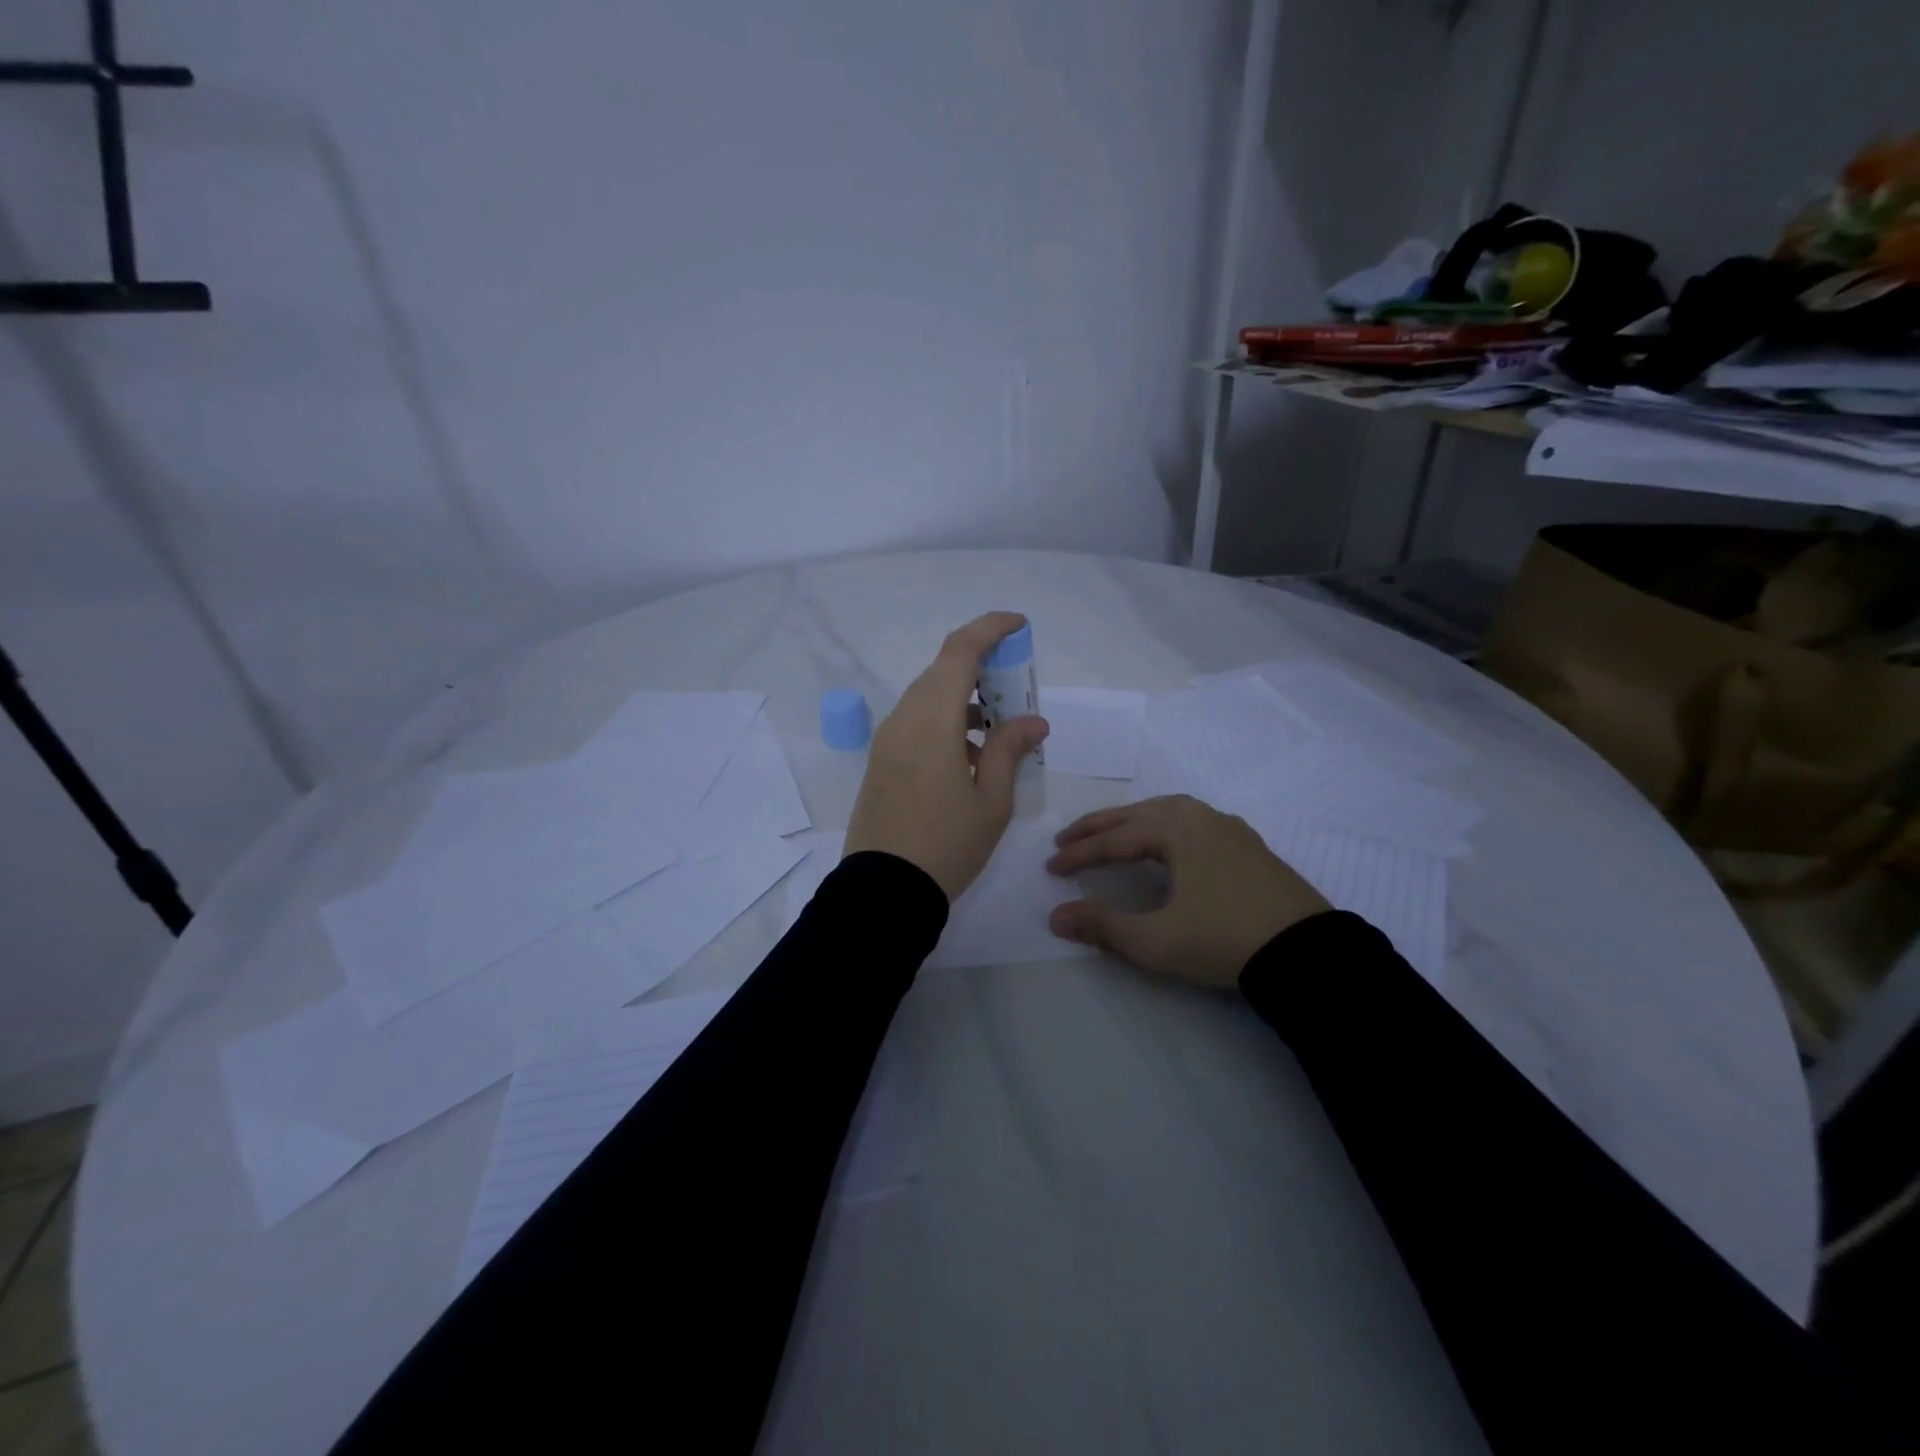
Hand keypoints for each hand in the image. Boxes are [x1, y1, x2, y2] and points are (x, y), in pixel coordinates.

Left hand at [845, 612, 1049, 900]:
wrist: (884, 891)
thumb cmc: (947, 844)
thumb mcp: (992, 800)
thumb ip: (1009, 749)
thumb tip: (1031, 720)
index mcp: (932, 720)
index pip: (959, 651)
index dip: (989, 629)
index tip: (1018, 627)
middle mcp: (903, 719)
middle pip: (942, 671)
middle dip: (982, 669)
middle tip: (1016, 691)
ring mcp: (887, 740)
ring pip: (928, 698)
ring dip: (964, 700)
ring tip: (1000, 732)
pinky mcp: (881, 761)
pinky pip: (916, 723)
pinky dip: (945, 722)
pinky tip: (970, 757)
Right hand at [1045, 795, 1330, 986]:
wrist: (1307, 955)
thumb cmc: (1224, 940)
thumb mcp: (1156, 940)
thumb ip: (1103, 926)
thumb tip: (1055, 916)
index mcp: (1177, 830)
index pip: (1115, 839)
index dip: (1079, 853)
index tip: (1051, 867)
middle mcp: (1202, 818)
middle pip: (1138, 815)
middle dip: (1099, 827)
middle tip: (1066, 839)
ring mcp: (1230, 829)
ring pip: (1169, 812)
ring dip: (1133, 821)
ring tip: (1111, 835)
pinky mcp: (1249, 846)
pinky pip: (1194, 822)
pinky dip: (1165, 827)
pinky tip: (1167, 844)